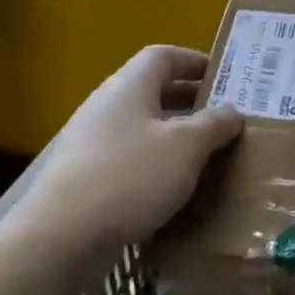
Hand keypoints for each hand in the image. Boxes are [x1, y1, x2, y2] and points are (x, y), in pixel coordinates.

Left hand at [20, 46, 242, 259]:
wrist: (62, 237)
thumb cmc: (130, 177)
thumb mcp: (185, 147)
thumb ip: (213, 125)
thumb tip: (232, 111)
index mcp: (129, 87)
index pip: (163, 56)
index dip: (195, 61)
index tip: (225, 78)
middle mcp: (107, 107)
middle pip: (153, 91)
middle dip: (191, 102)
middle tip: (226, 117)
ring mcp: (92, 143)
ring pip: (143, 128)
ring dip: (176, 136)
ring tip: (209, 154)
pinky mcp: (86, 178)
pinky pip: (131, 159)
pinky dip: (158, 165)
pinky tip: (177, 188)